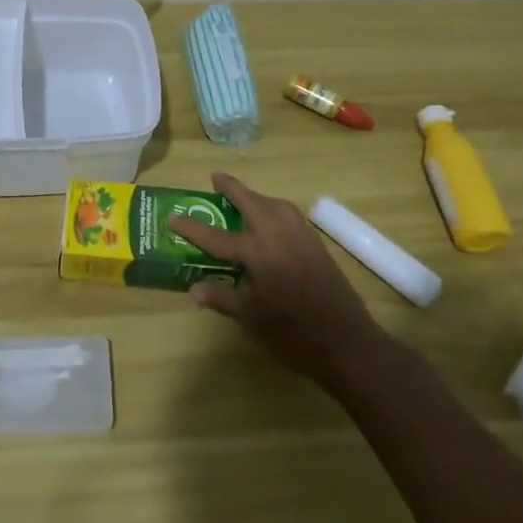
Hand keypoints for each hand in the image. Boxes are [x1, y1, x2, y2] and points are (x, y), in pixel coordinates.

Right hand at [170, 172, 392, 389]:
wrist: (349, 344)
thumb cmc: (294, 336)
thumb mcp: (252, 320)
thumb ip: (223, 298)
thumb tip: (194, 289)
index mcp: (259, 252)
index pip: (217, 237)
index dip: (193, 228)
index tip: (173, 217)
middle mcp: (279, 235)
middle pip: (252, 202)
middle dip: (232, 188)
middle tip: (216, 178)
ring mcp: (302, 238)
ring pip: (276, 205)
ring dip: (257, 197)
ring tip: (244, 200)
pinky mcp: (318, 246)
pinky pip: (291, 216)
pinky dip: (276, 210)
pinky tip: (273, 223)